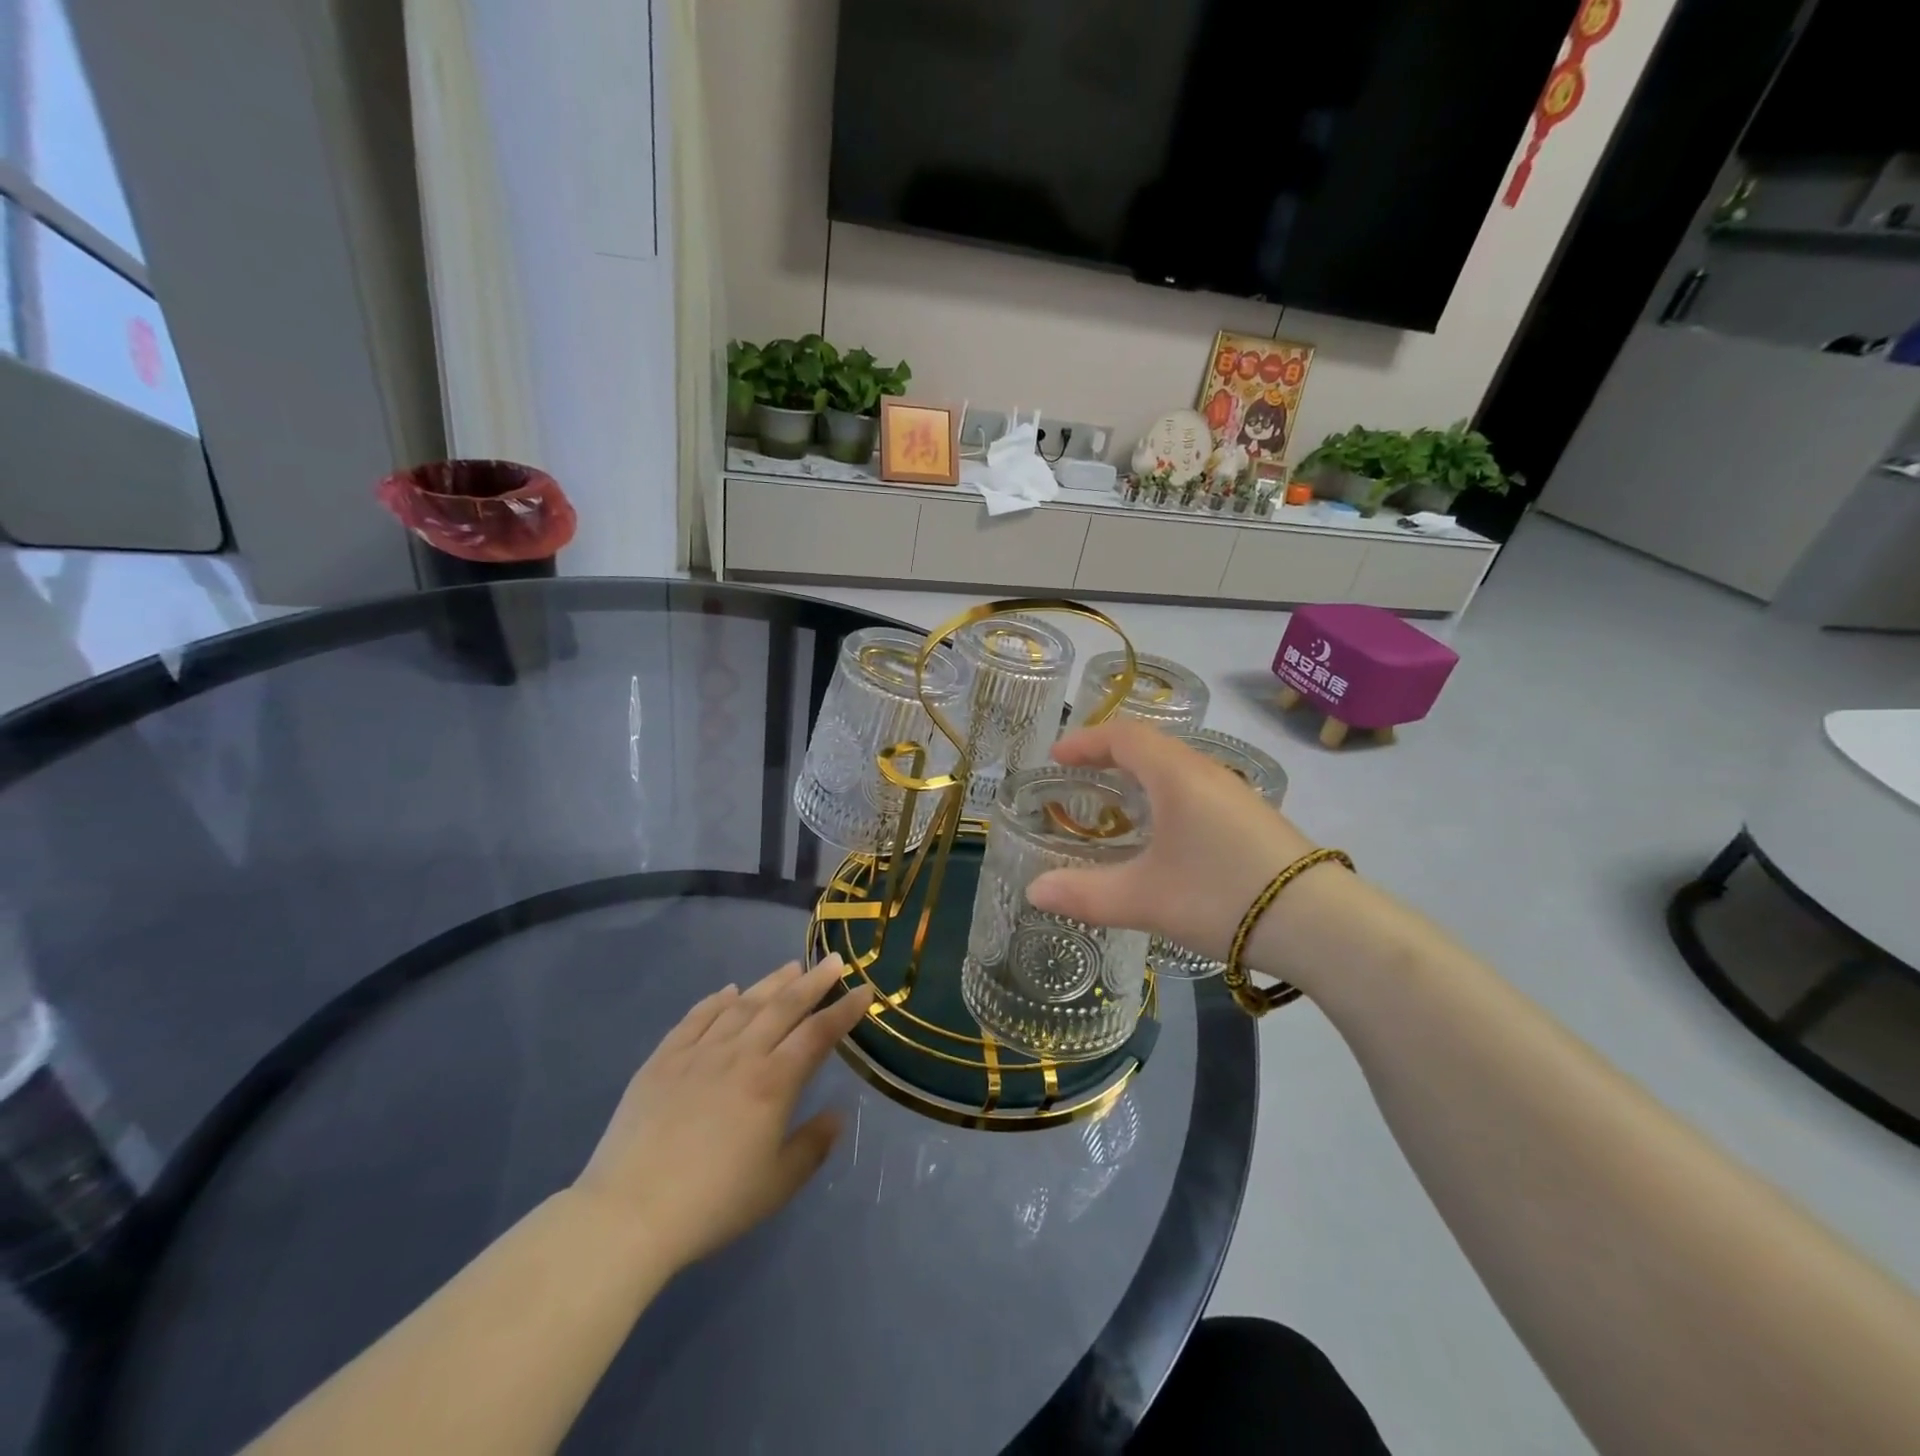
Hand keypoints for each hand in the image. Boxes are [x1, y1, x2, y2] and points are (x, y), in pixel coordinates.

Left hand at [572, 956, 871, 1273]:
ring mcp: (698, 1053)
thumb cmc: (712, 1204)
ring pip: (742, 1005)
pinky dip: (716, 1000)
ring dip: (770, 983)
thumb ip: (812, 1146)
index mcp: (772, 1083)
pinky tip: (728, 991)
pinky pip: (696, 1018)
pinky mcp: (663, 1060)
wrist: (628, 1213)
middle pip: (783, 1007)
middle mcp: (740, 1055)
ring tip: (790, 967)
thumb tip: (836, 1114)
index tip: (864, 990)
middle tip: (833, 960)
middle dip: (813, 982)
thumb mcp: (776, 1185)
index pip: (817, 1034)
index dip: (844, 1010)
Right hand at [1028, 720, 1320, 963]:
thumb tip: (1034, 891)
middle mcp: (1206, 772)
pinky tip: (1164, 833)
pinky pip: (1196, 789)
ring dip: (1140, 775)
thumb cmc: (1222, 896)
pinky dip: (1165, 795)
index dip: (1085, 740)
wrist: (1321, 924)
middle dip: (1109, 755)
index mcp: (1176, 774)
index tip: (1056, 756)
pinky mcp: (1253, 819)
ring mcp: (1235, 794)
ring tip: (1116, 804)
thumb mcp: (1145, 898)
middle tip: (1079, 777)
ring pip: (1177, 768)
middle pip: (1150, 745)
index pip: (1123, 735)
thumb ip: (1085, 893)